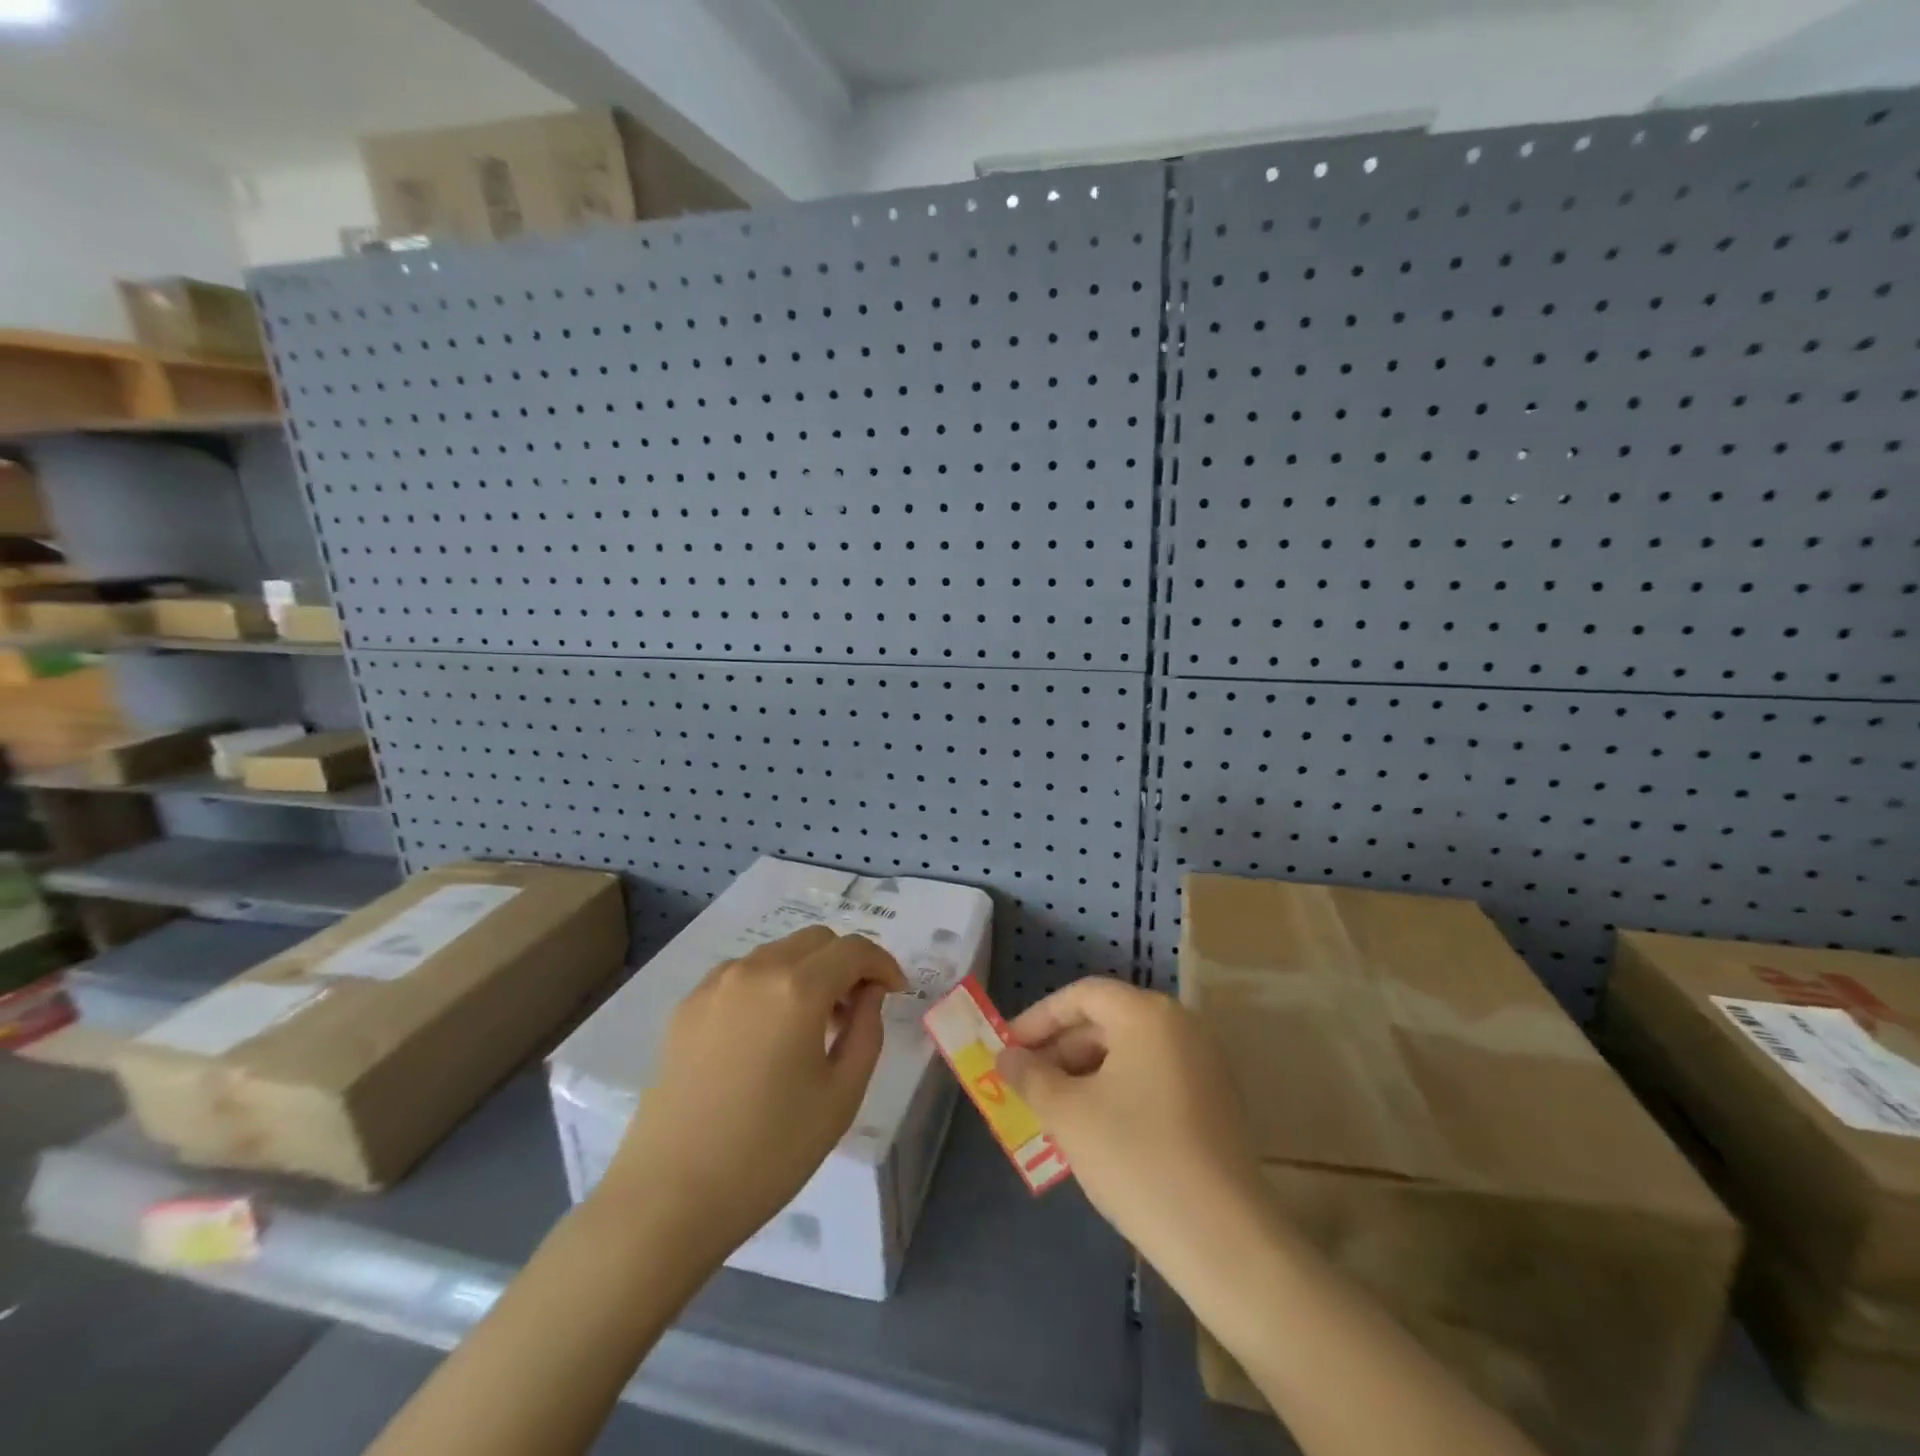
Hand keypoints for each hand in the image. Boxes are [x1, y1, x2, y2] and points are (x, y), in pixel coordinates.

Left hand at [600, 926, 906, 1254]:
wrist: (668, 1199)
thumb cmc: (769, 1152)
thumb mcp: (841, 1095)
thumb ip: (867, 1030)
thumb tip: (868, 993)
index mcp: (797, 988)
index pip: (854, 949)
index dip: (883, 964)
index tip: (895, 993)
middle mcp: (754, 969)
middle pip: (816, 940)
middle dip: (846, 963)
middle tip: (855, 1010)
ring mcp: (714, 984)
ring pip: (778, 953)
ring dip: (807, 972)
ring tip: (812, 1026)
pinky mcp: (686, 1007)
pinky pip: (743, 974)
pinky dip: (770, 985)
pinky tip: (768, 1035)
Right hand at [997, 977, 1265, 1263]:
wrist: (1222, 1239)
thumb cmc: (1135, 1157)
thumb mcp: (1068, 1113)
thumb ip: (1031, 1076)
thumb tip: (1006, 1058)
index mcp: (1147, 1014)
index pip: (1082, 996)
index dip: (1038, 1018)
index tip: (1007, 1049)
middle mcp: (1181, 1026)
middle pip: (1107, 1021)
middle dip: (1060, 1050)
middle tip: (1025, 1083)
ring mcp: (1204, 1065)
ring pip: (1129, 1053)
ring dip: (1085, 1074)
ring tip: (1052, 1110)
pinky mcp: (1215, 1103)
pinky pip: (1153, 1079)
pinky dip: (1117, 1091)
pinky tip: (1094, 1130)